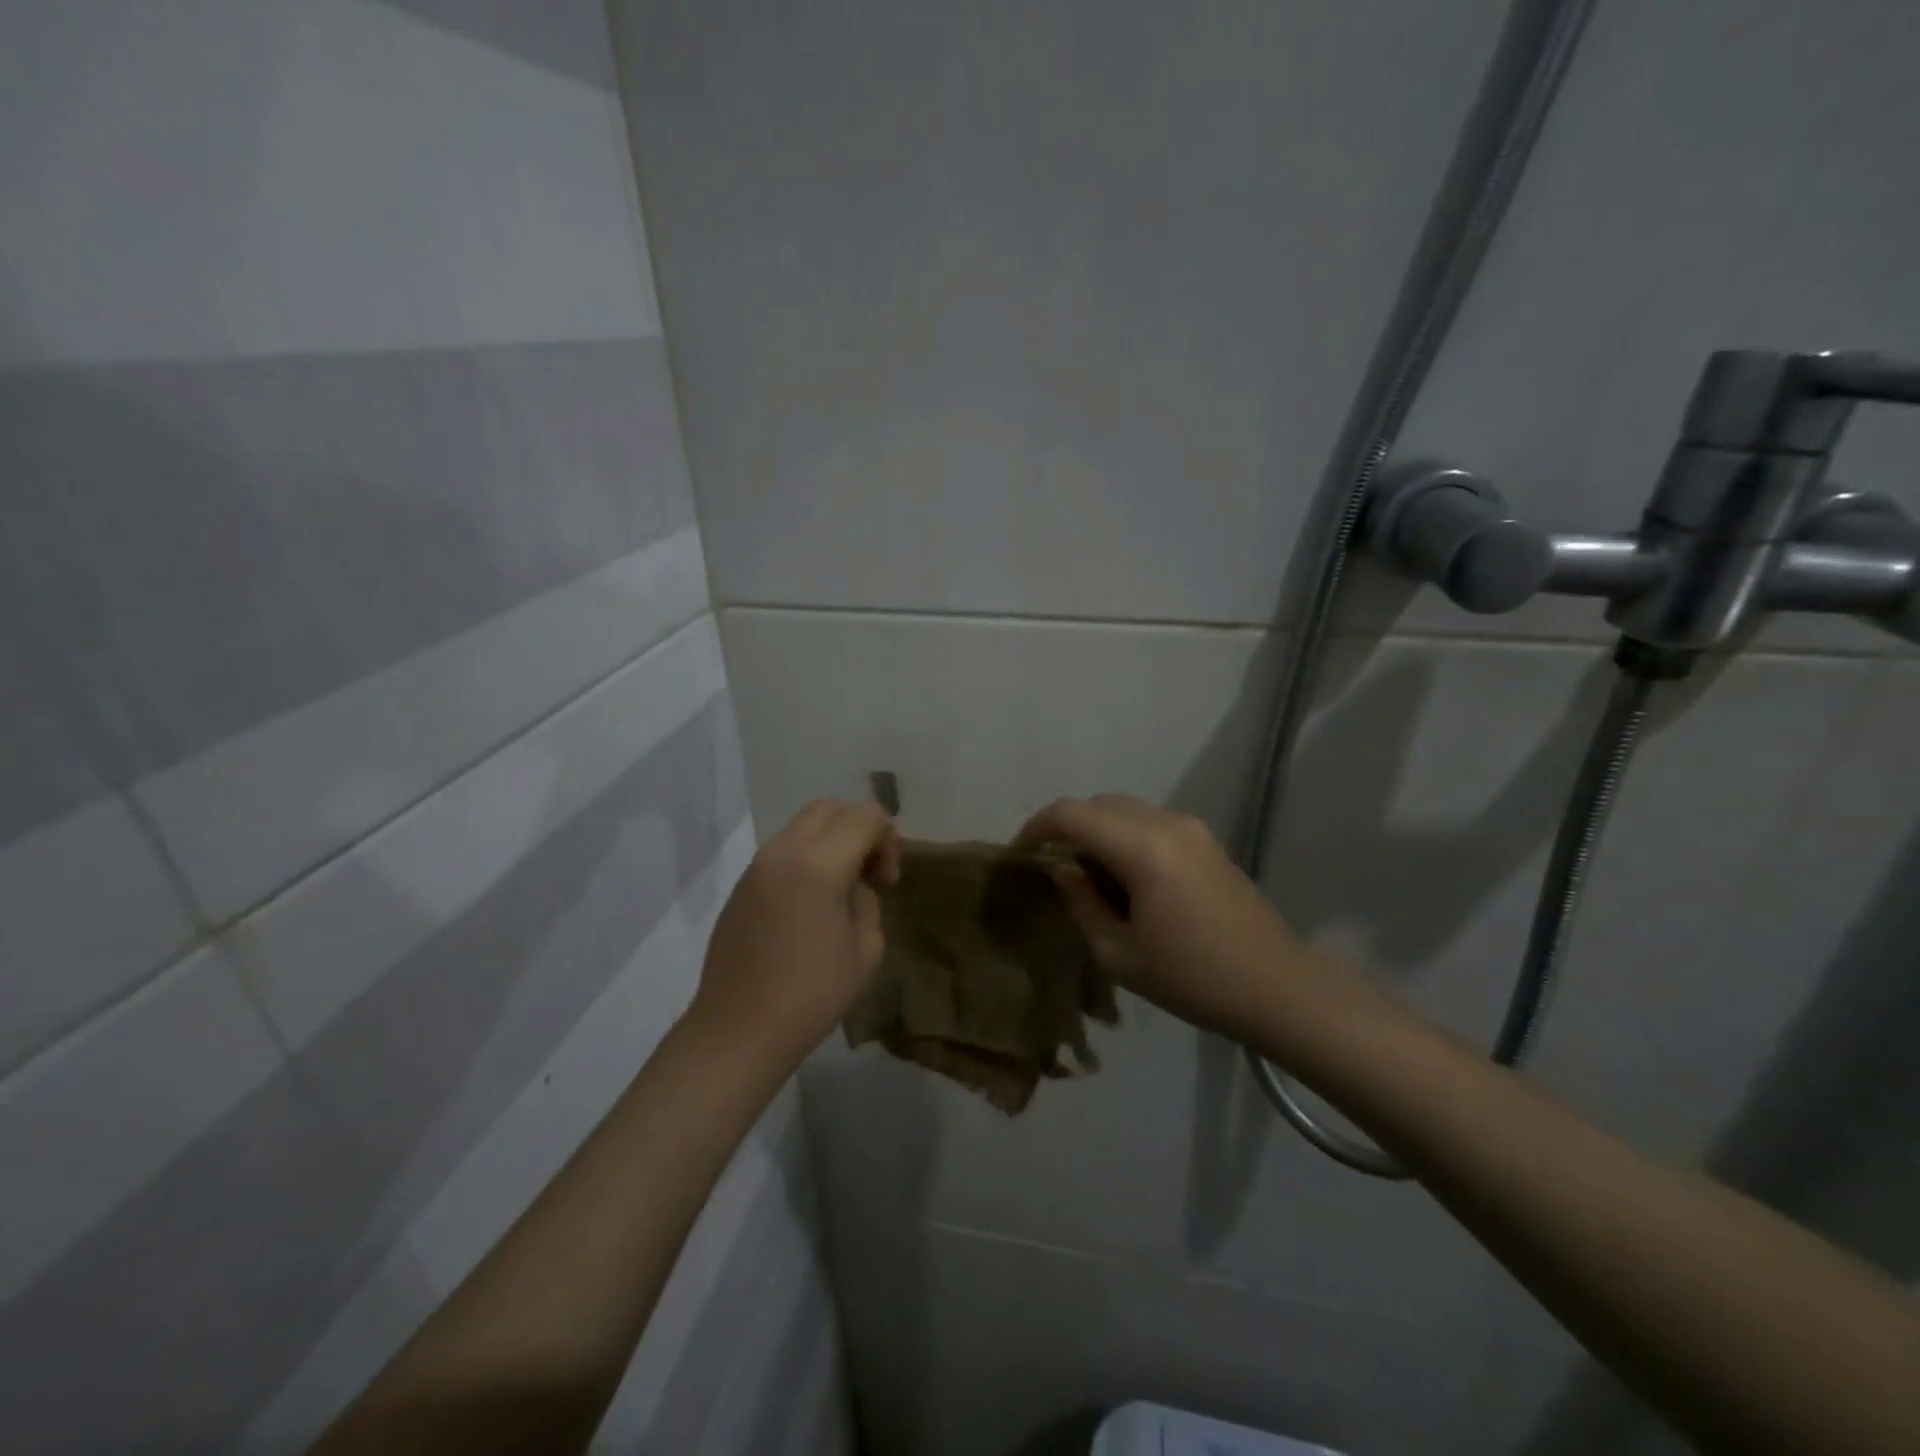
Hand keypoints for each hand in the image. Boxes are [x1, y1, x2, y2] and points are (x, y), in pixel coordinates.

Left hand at [689, 799, 901, 1068]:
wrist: (738, 1030)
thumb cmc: (810, 995)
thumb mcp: (865, 951)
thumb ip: (867, 902)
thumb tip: (853, 887)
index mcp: (819, 864)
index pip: (864, 817)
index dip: (887, 840)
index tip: (887, 882)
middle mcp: (784, 852)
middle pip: (829, 808)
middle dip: (858, 829)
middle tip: (869, 873)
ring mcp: (757, 866)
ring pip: (802, 825)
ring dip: (830, 842)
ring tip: (840, 889)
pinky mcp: (742, 885)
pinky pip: (782, 850)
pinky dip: (806, 857)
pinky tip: (810, 903)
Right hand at [1014, 793, 1311, 1037]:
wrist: (1278, 988)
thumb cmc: (1192, 979)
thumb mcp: (1119, 953)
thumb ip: (1081, 901)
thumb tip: (1060, 867)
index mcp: (1142, 848)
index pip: (1071, 814)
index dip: (1037, 827)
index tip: (1020, 855)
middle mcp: (1167, 823)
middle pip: (1099, 804)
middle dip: (1068, 828)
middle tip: (1053, 869)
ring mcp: (1192, 828)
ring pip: (1126, 809)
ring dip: (1098, 831)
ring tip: (1088, 876)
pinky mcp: (1207, 840)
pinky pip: (1151, 822)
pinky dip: (1125, 836)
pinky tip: (1126, 879)